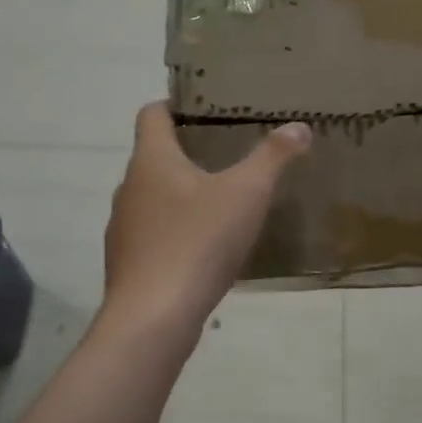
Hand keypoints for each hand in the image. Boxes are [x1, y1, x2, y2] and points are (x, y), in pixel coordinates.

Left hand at [101, 104, 310, 338]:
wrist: (154, 316)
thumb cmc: (198, 242)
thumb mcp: (246, 194)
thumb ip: (273, 158)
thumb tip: (299, 127)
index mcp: (151, 160)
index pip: (152, 114)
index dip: (175, 106)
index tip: (205, 110)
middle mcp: (129, 187)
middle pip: (154, 158)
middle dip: (187, 155)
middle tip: (228, 157)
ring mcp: (123, 228)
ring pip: (153, 200)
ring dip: (181, 197)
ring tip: (220, 206)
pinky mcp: (127, 263)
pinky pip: (153, 236)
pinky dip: (175, 234)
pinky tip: (204, 252)